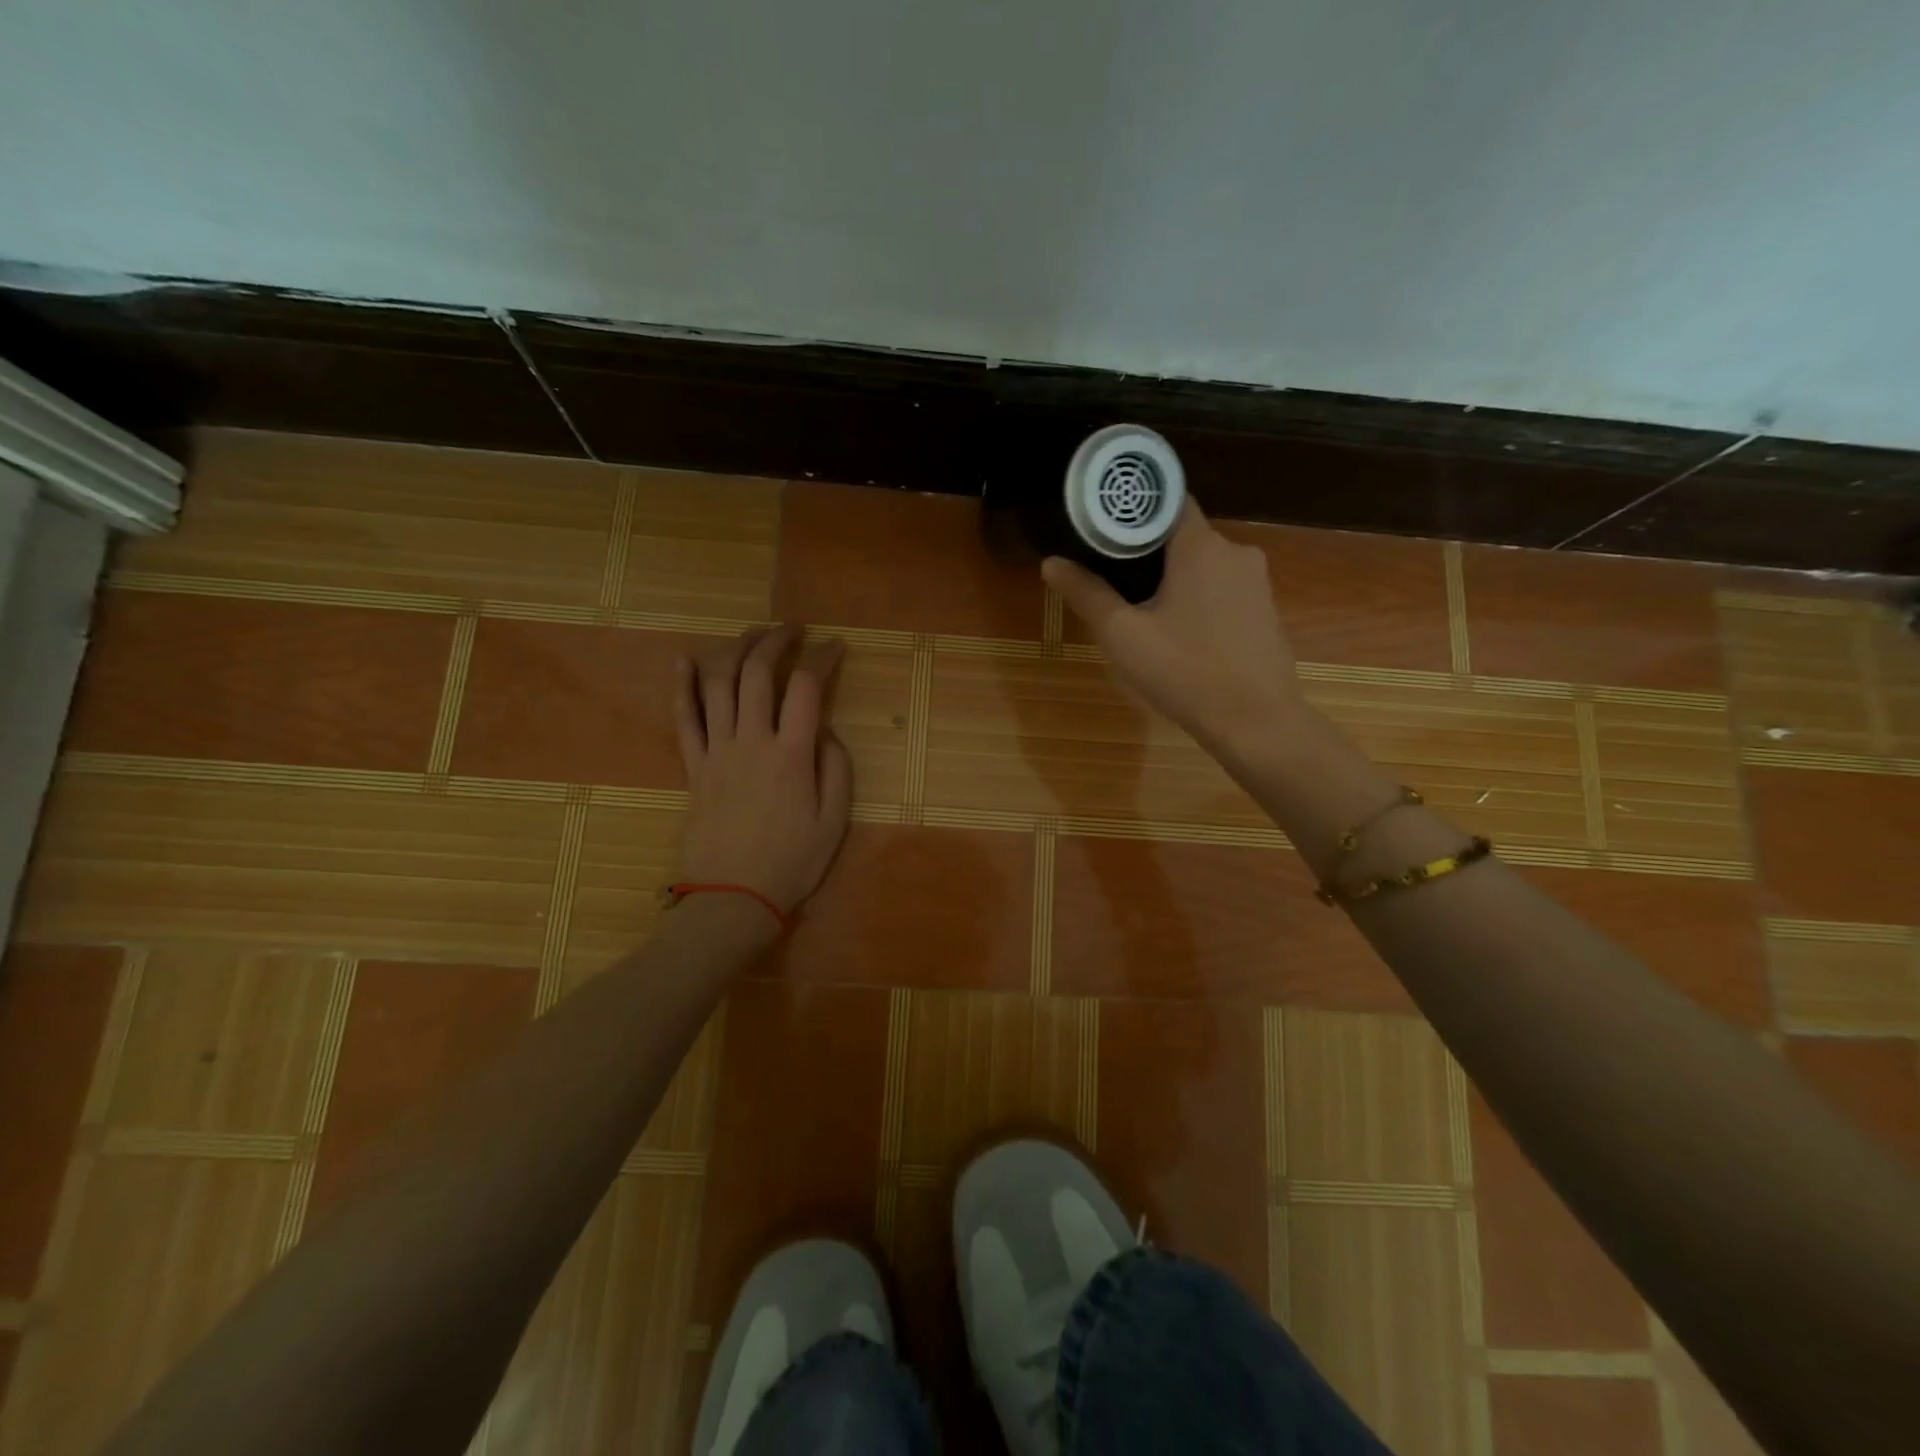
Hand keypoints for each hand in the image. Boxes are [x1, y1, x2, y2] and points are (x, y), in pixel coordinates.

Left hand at [673, 626, 852, 914]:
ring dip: (733, 650)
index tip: (835, 647)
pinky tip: (683, 660)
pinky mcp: (694, 767)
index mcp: (792, 754)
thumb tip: (825, 731)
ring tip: (750, 634)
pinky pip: (683, 719)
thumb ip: (836, 768)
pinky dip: (681, 686)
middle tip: (790, 629)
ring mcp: (717, 751)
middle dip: (774, 640)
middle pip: (756, 673)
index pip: (806, 686)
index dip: (822, 658)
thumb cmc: (792, 862)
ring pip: (718, 685)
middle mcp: (752, 741)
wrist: (733, 898)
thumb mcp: (834, 820)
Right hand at [1043, 502, 1305, 751]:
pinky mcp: (1266, 610)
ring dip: (1175, 578)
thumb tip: (1051, 562)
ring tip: (1142, 609)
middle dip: (1149, 551)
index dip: (1134, 510)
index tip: (1105, 528)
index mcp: (1201, 546)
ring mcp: (1257, 582)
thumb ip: (1086, 594)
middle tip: (1113, 577)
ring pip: (1204, 564)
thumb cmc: (1185, 672)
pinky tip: (1181, 632)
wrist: (1256, 722)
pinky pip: (1223, 589)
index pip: (1167, 500)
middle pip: (1183, 535)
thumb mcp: (1123, 635)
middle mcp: (1236, 552)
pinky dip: (1199, 598)